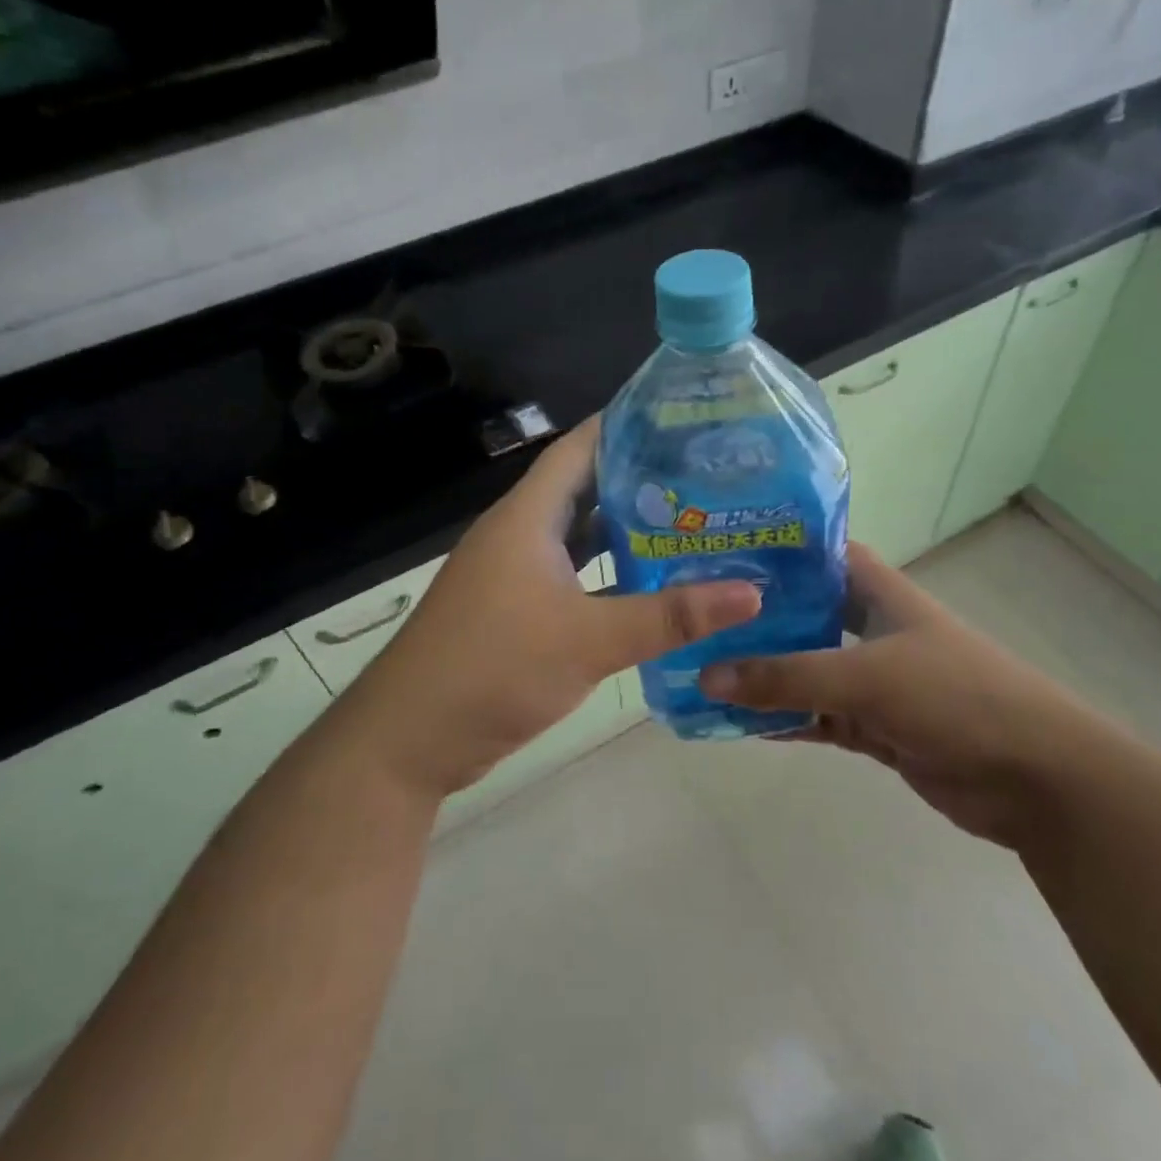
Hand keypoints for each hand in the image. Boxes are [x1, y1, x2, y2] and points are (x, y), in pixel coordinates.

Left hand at [338, 418, 762, 800]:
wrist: (409, 740)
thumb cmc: (494, 668)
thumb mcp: (589, 639)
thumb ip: (669, 616)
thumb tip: (751, 593)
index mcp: (527, 517)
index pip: (580, 448)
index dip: (626, 425)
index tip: (685, 420)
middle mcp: (520, 534)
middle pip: (586, 490)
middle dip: (642, 481)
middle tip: (708, 478)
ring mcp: (516, 575)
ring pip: (581, 539)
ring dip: (628, 533)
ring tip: (694, 526)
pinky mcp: (517, 612)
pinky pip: (575, 578)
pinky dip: (611, 577)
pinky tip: (655, 588)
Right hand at [699, 544, 1129, 845]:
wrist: (1036, 778)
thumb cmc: (955, 696)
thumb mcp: (865, 677)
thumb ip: (787, 676)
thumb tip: (707, 675)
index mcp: (879, 593)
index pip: (819, 553)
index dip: (775, 548)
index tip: (719, 551)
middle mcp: (873, 628)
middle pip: (805, 612)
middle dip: (756, 617)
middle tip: (696, 616)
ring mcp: (874, 680)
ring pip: (806, 670)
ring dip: (764, 675)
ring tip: (702, 670)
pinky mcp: (876, 726)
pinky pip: (817, 716)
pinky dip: (784, 719)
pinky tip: (739, 722)